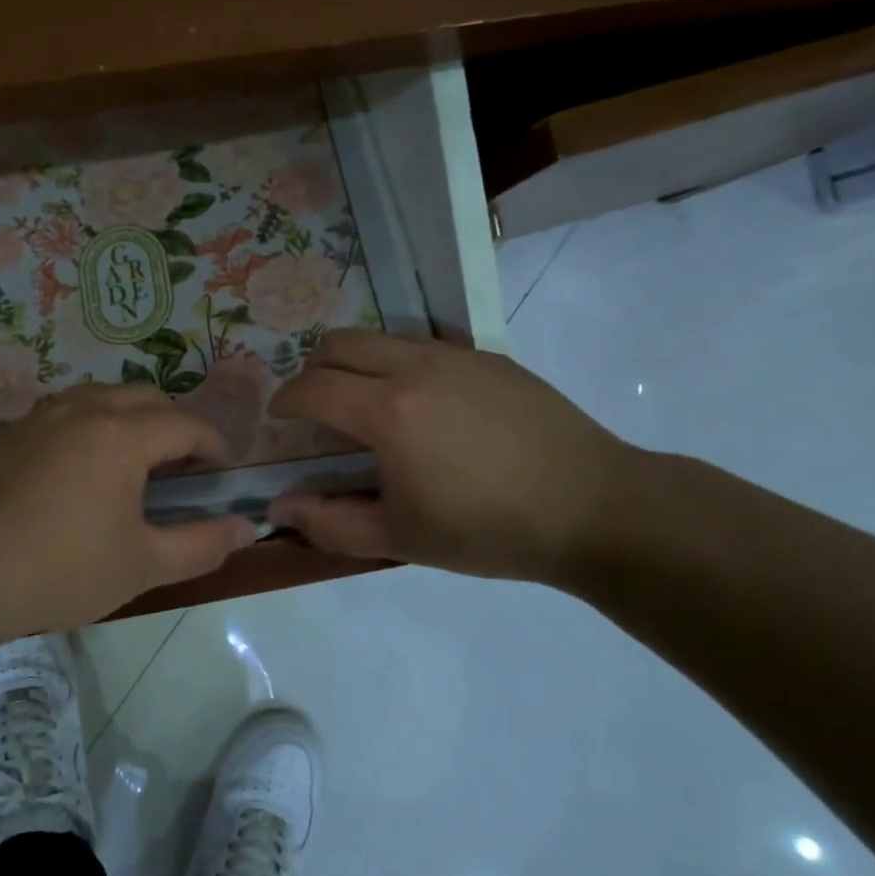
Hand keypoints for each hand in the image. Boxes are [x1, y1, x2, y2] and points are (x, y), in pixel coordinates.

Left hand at [0, 385, 257, 654]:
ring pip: (102, 397)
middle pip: (146, 398)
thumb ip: (203, 544)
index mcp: (121, 435)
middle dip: (174, 425)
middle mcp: (83, 410)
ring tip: (135, 462)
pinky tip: (83, 467)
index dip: (213, 445)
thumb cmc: (61, 570)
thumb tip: (248, 528)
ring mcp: (41, 416)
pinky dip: (91, 424)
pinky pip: (66, 411)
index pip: (185, 425)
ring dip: (131, 418)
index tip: (222, 472)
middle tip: (182, 467)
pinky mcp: (12, 432)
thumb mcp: (142, 565)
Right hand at [267, 330, 633, 584]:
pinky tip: (425, 406)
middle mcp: (415, 366)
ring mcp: (457, 355)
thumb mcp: (400, 539)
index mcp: (387, 411)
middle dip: (312, 369)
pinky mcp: (491, 357)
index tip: (279, 419)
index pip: (312, 387)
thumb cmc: (488, 529)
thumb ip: (329, 523)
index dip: (285, 400)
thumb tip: (280, 507)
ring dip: (356, 362)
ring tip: (366, 404)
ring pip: (382, 337)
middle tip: (316, 407)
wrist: (594, 508)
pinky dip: (400, 364)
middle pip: (338, 343)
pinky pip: (425, 345)